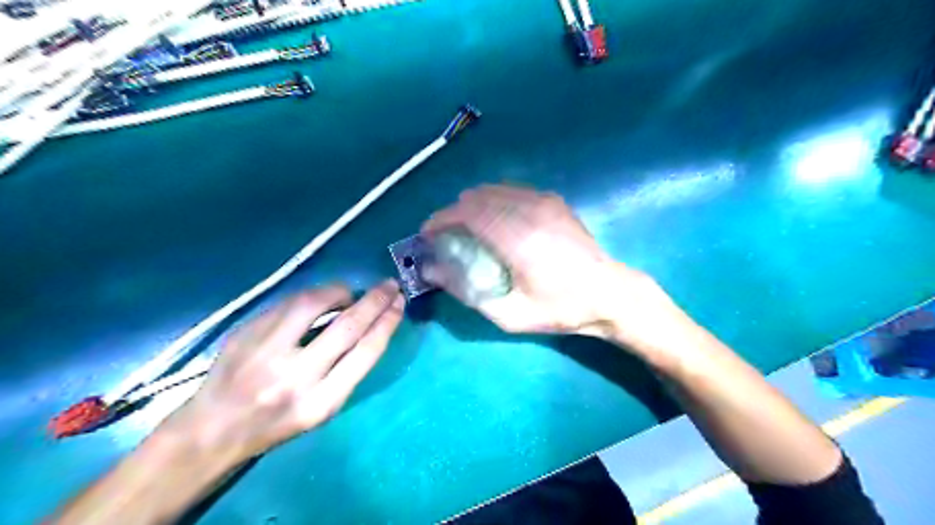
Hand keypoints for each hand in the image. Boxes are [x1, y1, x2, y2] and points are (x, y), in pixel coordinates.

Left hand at [170, 284, 403, 457]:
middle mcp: (294, 377)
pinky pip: (288, 303)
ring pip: (313, 303)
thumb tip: (370, 323)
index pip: (366, 352)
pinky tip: (319, 298)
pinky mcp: (245, 333)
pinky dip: (311, 295)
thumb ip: (347, 370)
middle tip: (389, 285)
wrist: (213, 429)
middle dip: (375, 300)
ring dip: (340, 291)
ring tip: (349, 293)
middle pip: (347, 326)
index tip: (399, 303)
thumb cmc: (277, 423)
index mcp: (320, 403)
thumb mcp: (321, 409)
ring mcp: (265, 352)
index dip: (387, 322)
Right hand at [419, 185, 667, 340]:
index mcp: (517, 237)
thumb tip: (433, 272)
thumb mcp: (510, 314)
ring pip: (493, 189)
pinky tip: (496, 222)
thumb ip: (467, 292)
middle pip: (476, 196)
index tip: (427, 235)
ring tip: (468, 230)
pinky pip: (511, 190)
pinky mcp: (553, 200)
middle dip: (453, 213)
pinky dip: (494, 201)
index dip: (440, 220)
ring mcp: (543, 200)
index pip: (466, 213)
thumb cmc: (560, 309)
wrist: (610, 293)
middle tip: (447, 237)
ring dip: (472, 206)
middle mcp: (528, 209)